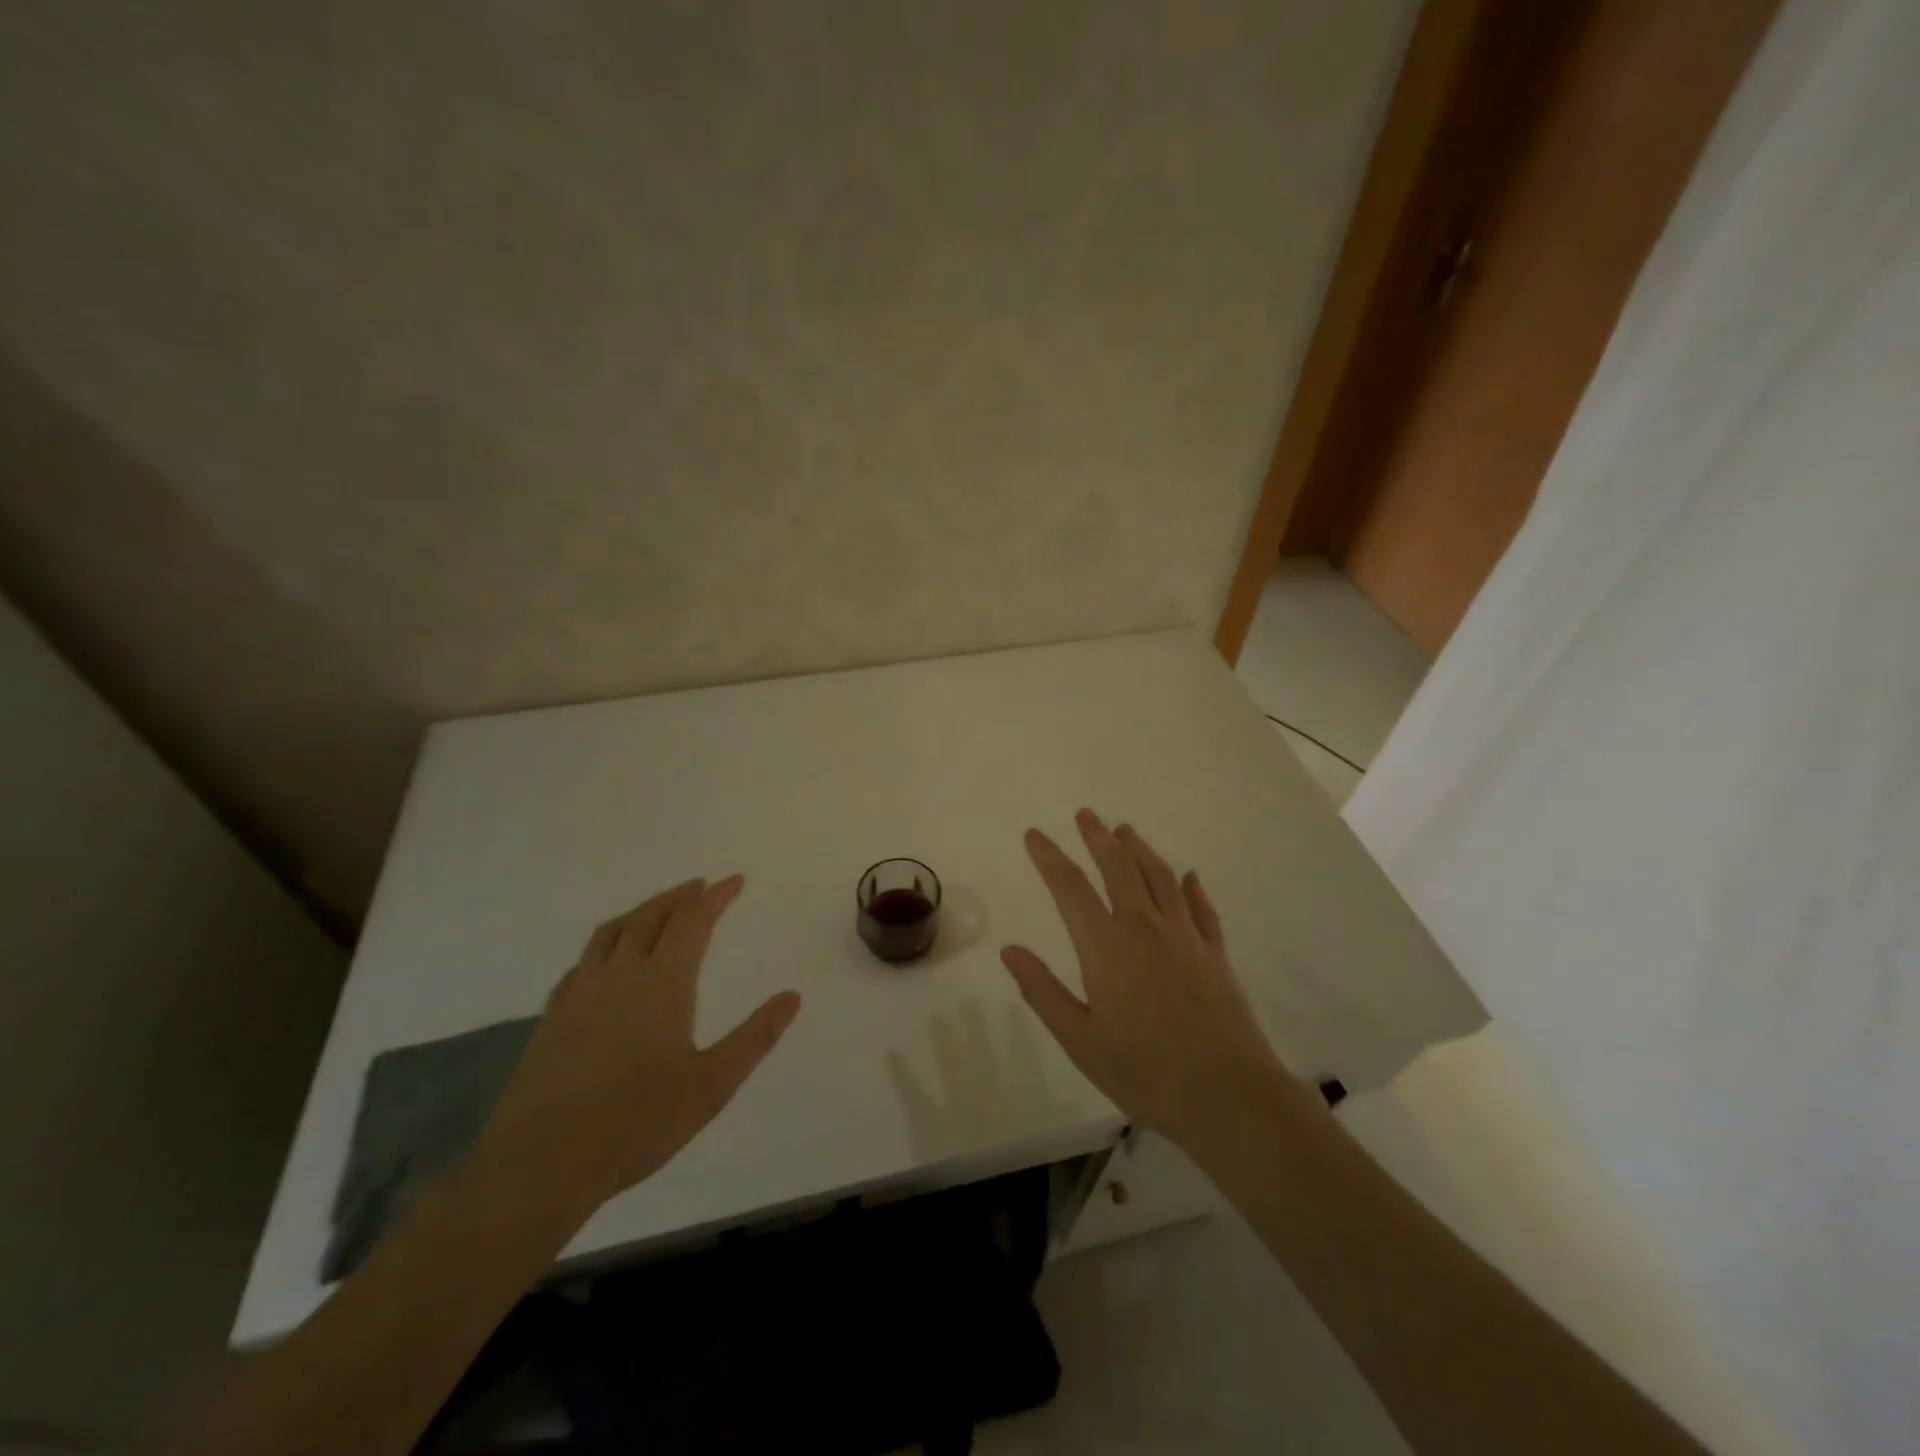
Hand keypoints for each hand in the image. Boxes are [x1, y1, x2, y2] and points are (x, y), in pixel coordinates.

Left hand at [474, 877, 801, 1221]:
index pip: (692, 920)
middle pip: (650, 916)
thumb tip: (793, 996)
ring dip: (640, 911)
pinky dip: (604, 946)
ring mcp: (579, 994)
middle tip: (700, 887)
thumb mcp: (712, 1084)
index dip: (715, 896)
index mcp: (662, 982)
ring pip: (611, 933)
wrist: (539, 1166)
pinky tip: (605, 962)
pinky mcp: (551, 1019)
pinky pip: (582, 963)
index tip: (735, 881)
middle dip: (679, 896)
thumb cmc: (637, 1123)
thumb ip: (756, 1037)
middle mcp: (620, 975)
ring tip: (658, 909)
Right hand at [1001, 809, 1310, 1155]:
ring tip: (1126, 830)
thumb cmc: (1146, 1073)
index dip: (1049, 858)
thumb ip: (1044, 992)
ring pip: (1160, 878)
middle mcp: (1146, 928)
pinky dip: (1192, 888)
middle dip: (1098, 838)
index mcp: (1107, 947)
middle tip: (1086, 814)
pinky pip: (1202, 909)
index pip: (1070, 888)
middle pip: (1119, 868)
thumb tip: (1010, 950)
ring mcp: (1186, 938)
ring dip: (1140, 850)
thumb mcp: (1081, 1041)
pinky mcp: (1215, 955)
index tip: (1034, 835)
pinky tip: (1189, 877)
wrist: (1230, 1096)